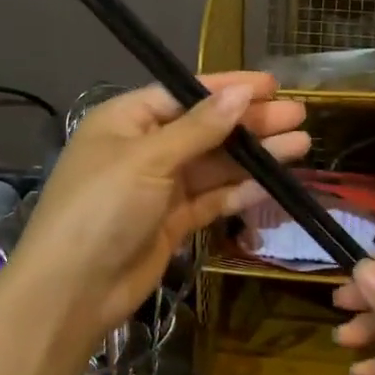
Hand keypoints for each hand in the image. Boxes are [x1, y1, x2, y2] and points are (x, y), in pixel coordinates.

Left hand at [9, 72, 308, 354]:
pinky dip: (240, 191)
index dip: (229, 88)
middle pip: (206, 128)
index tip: (271, 85)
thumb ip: (199, 128)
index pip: (185, 94)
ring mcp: (159, 187)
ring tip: (301, 144)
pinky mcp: (172, 221)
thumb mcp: (148, 159)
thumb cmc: (102, 207)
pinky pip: (212, 198)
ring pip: (215, 164)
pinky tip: (274, 183)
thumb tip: (240, 93)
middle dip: (250, 122)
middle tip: (299, 114)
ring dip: (255, 156)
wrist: (73, 289)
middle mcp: (145, 148)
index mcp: (127, 120)